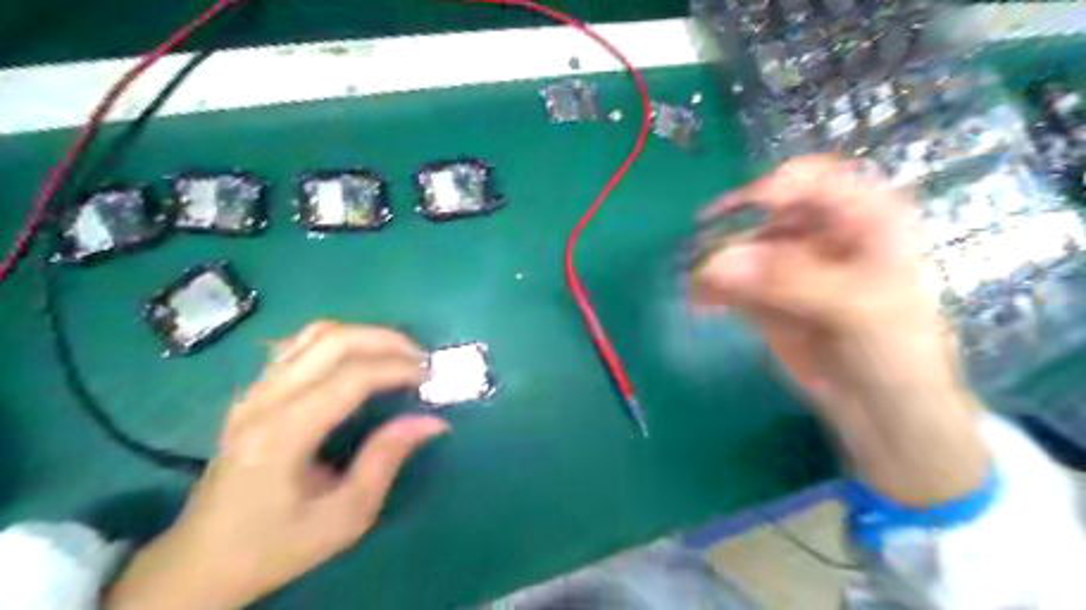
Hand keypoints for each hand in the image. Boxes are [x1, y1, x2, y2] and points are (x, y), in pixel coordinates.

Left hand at [108, 321, 446, 607]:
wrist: (200, 563)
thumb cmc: (275, 546)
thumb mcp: (344, 517)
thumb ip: (386, 460)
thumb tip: (432, 421)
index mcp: (283, 435)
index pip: (351, 377)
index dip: (398, 368)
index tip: (431, 377)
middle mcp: (263, 400)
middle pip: (333, 340)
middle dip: (386, 340)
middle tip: (421, 359)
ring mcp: (253, 391)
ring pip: (314, 334)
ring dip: (364, 335)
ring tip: (397, 355)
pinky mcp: (253, 392)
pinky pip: (300, 345)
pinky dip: (339, 341)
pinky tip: (359, 359)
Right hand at [691, 156, 991, 503]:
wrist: (884, 412)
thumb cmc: (896, 353)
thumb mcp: (858, 309)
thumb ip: (792, 280)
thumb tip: (720, 262)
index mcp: (863, 219)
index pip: (814, 179)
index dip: (772, 187)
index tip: (732, 211)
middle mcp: (820, 235)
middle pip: (764, 214)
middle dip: (731, 234)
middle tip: (705, 262)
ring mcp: (787, 267)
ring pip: (739, 249)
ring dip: (714, 265)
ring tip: (698, 290)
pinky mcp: (763, 297)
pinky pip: (729, 282)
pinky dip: (711, 289)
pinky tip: (700, 303)